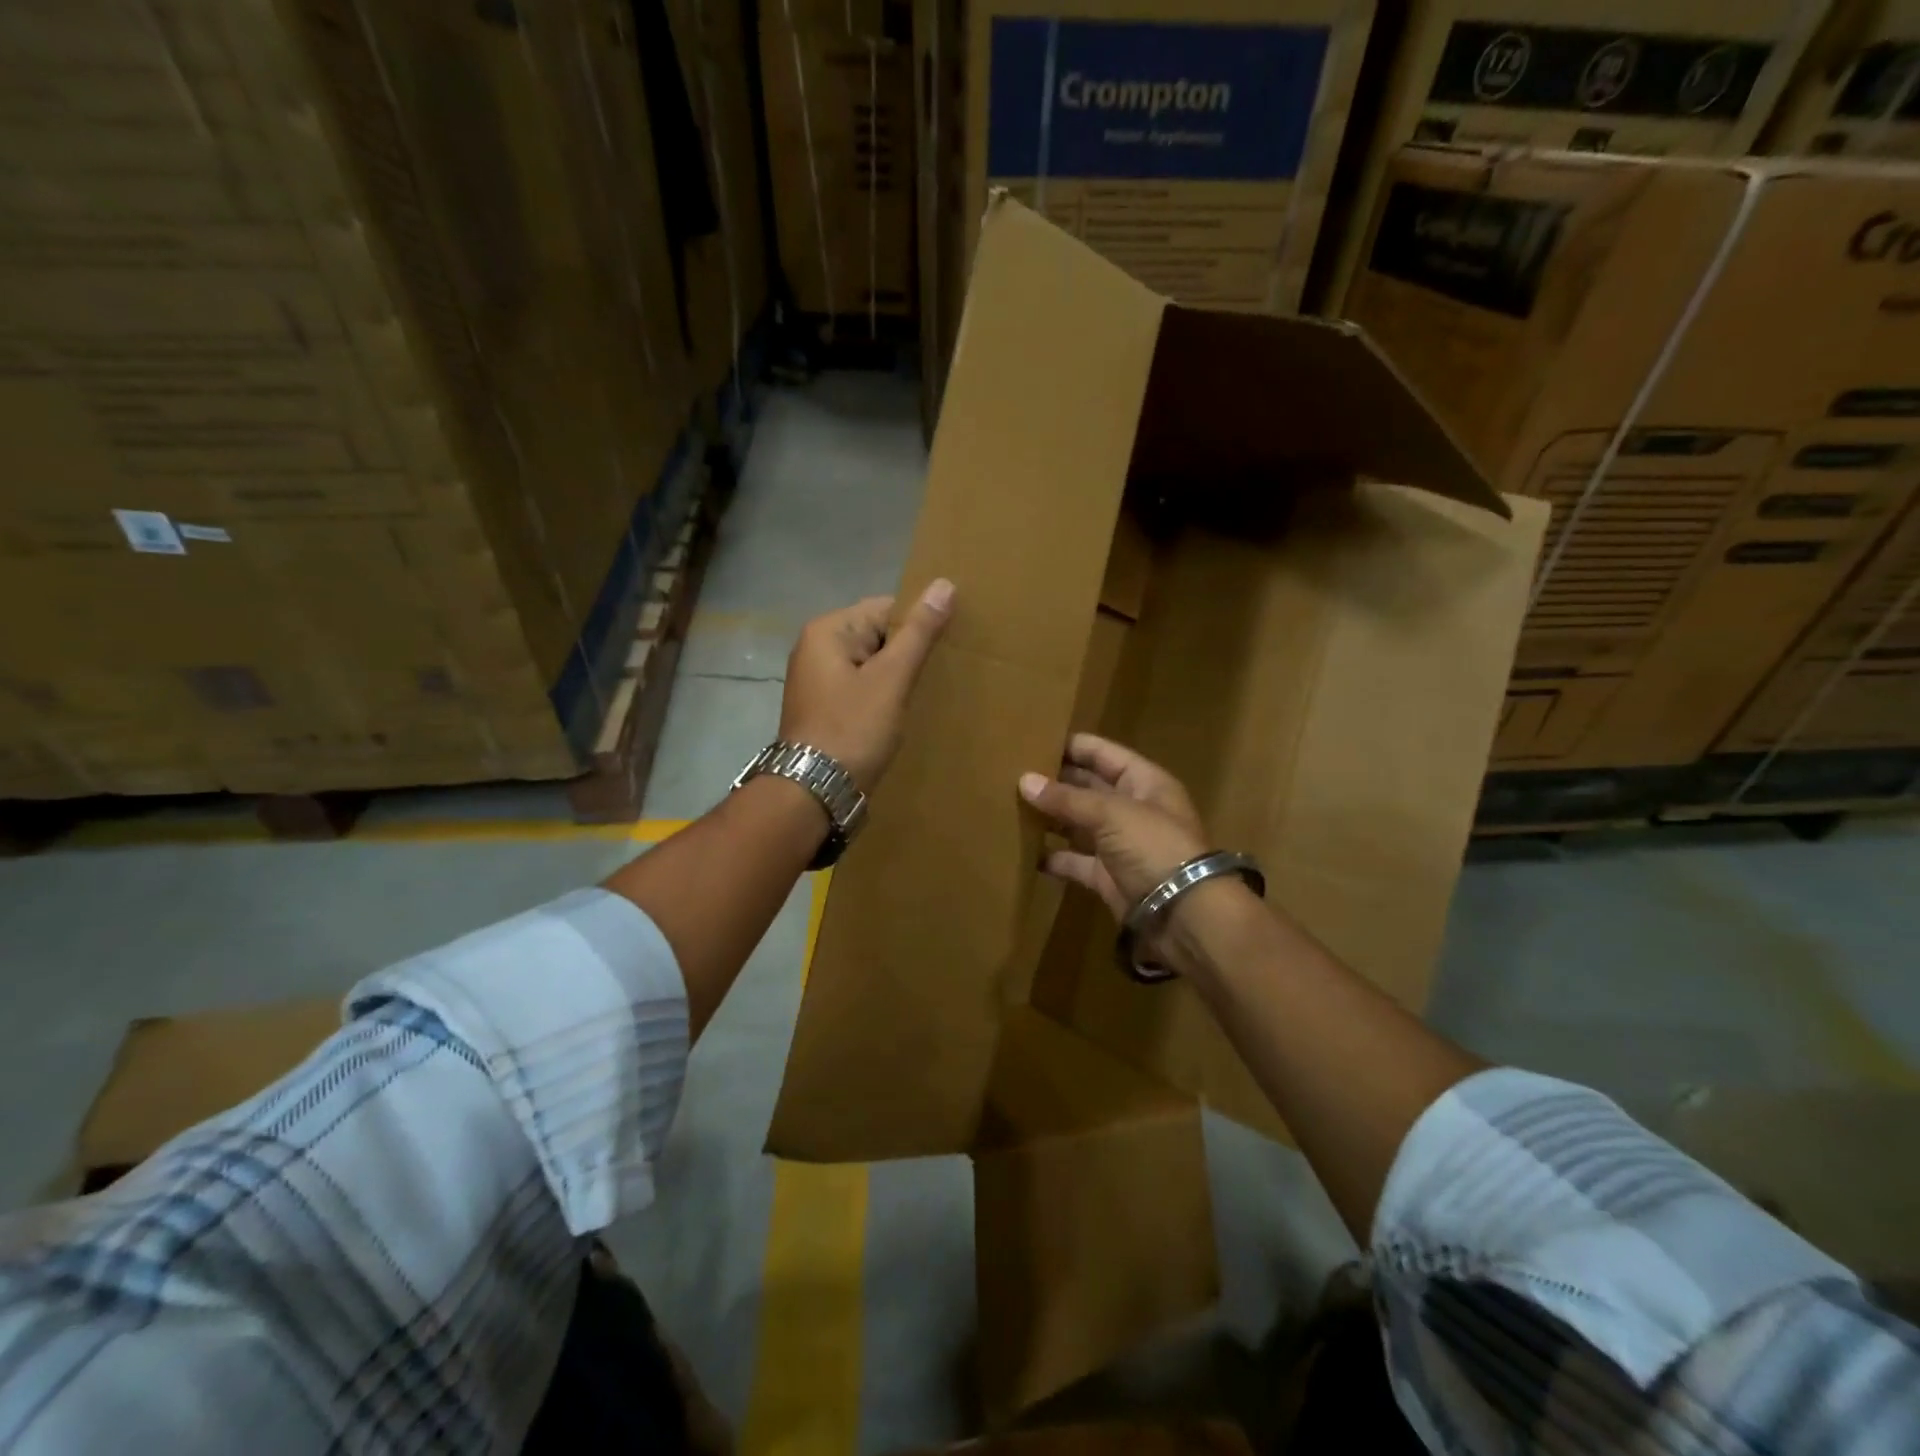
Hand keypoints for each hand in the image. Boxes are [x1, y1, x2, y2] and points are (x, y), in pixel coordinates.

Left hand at [779, 579, 954, 788]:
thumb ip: (918, 632)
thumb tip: (944, 584)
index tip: (948, 647)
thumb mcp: (891, 679)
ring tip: (928, 693)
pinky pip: (862, 687)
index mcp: (828, 631)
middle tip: (942, 672)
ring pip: (871, 664)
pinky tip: (902, 712)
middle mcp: (816, 648)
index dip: (918, 625)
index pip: (885, 608)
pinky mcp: (825, 708)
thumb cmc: (853, 729)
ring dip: (898, 676)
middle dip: (908, 652)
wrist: (814, 792)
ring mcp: (818, 680)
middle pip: (877, 635)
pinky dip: (883, 695)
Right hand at [1018, 734, 1208, 917]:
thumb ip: (1067, 798)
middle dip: (1056, 781)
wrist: (1184, 915)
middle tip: (1013, 773)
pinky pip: (1076, 861)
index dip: (1073, 746)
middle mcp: (1133, 809)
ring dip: (1051, 817)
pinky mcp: (1108, 877)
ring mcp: (1121, 845)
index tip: (1033, 740)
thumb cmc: (1155, 848)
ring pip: (1079, 824)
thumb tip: (1024, 781)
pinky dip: (1054, 857)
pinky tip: (1024, 851)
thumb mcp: (1112, 814)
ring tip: (1011, 806)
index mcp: (1144, 782)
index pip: (1104, 754)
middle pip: (1089, 787)